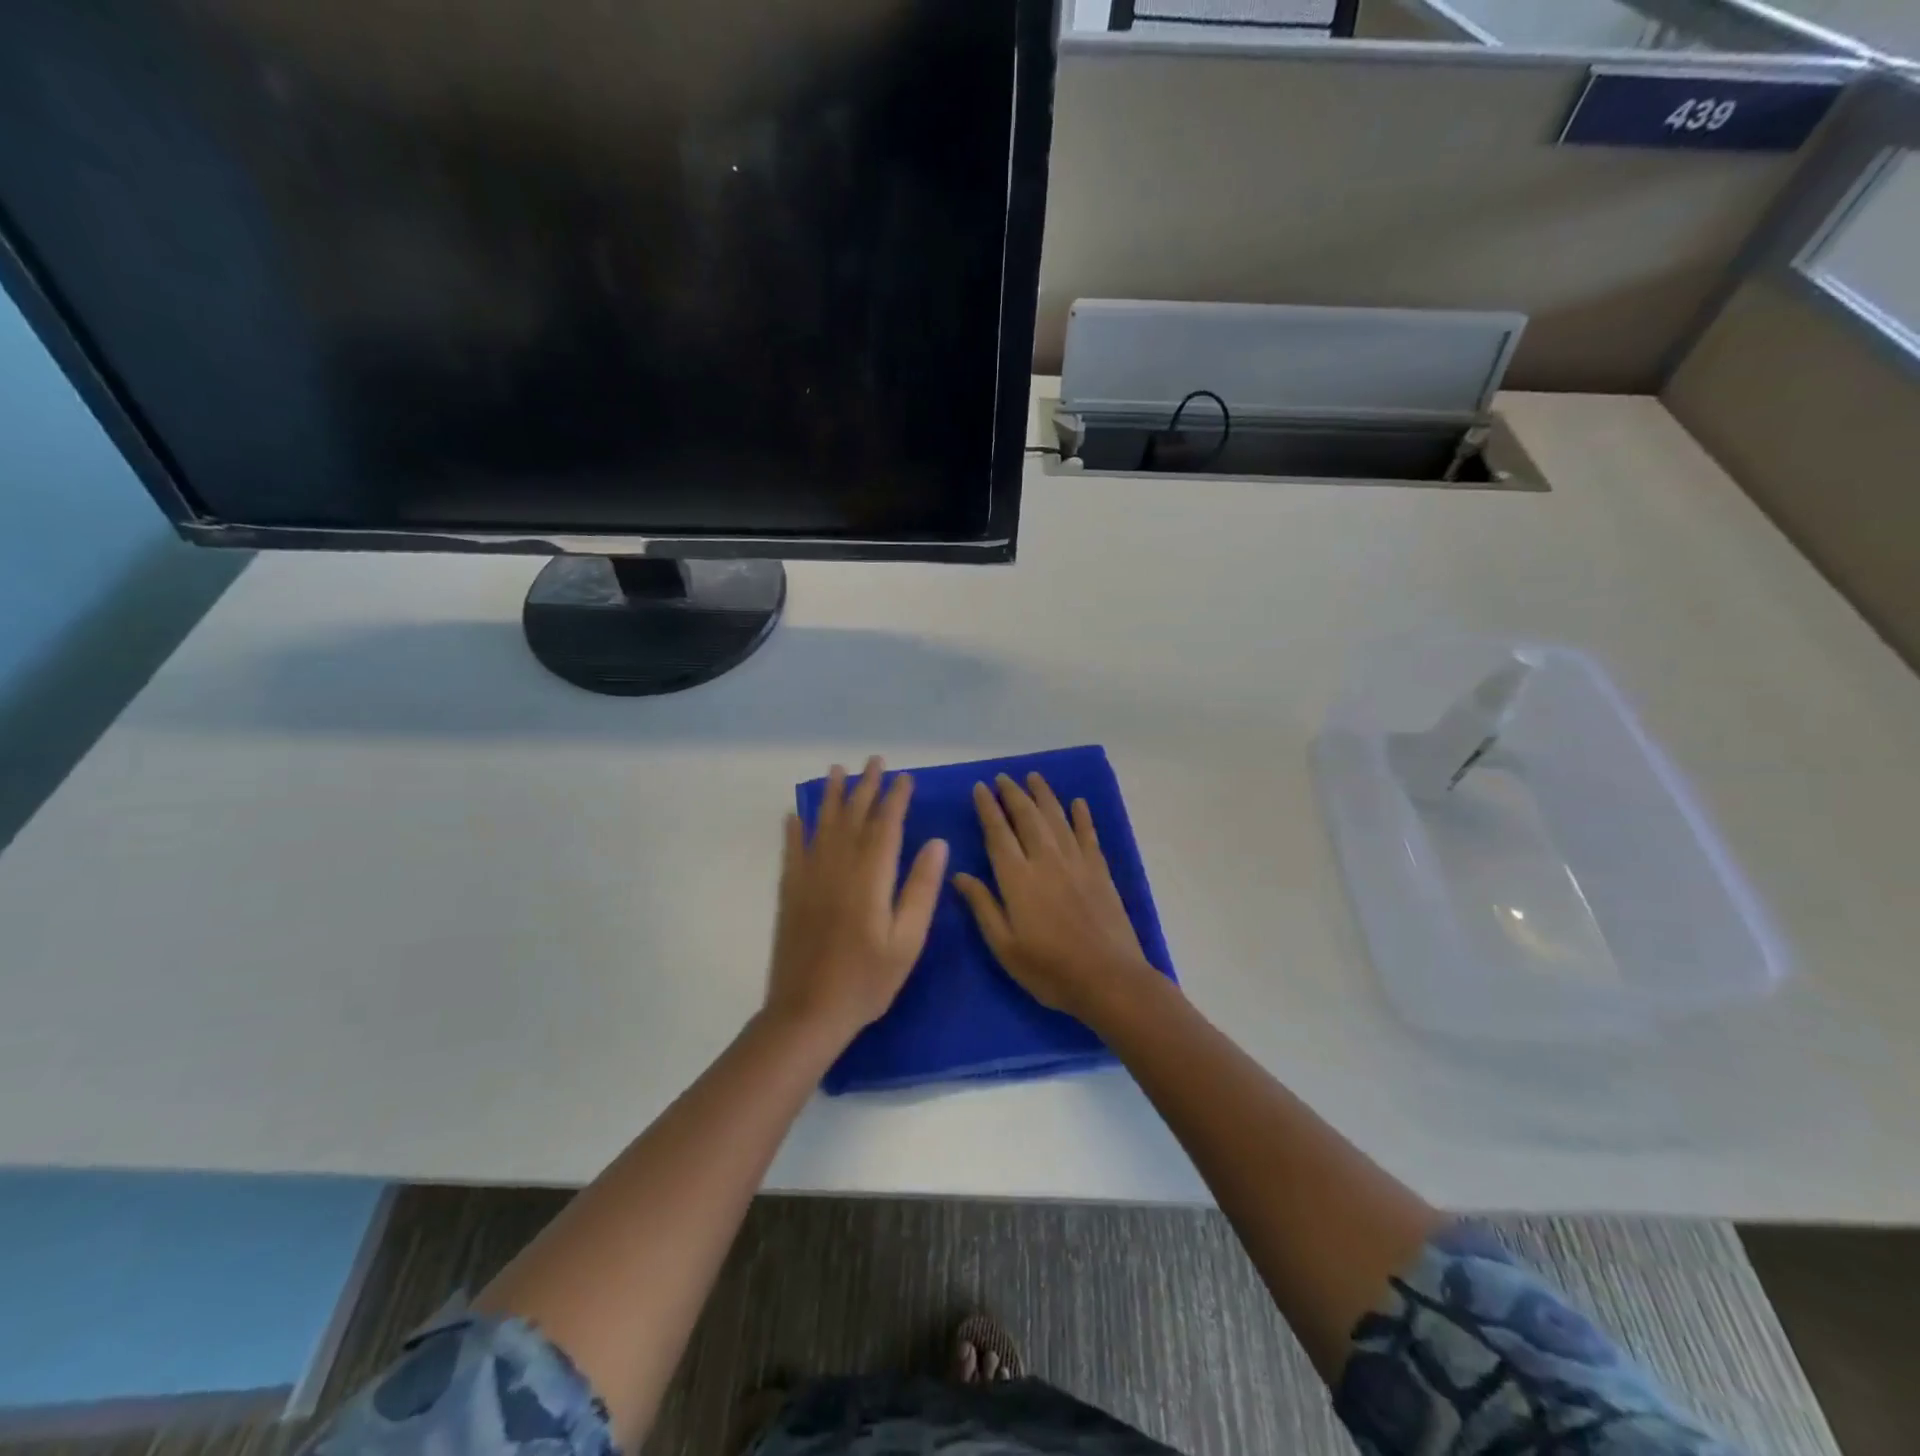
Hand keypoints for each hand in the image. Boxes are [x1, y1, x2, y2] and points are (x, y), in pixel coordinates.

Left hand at [765, 757, 948, 1042]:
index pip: (886, 826)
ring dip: (830, 796)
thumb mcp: (907, 941)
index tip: (904, 778)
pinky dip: (794, 829)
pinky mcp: (790, 892)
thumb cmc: (866, 981)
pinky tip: (795, 814)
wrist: (807, 1012)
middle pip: (853, 817)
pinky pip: (792, 850)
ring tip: (836, 771)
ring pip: (822, 825)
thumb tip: (936, 843)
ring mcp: (809, 877)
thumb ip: (920, 889)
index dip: (895, 799)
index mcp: (870, 878)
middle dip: (865, 787)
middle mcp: (838, 867)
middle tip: (874, 761)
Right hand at [952, 773, 1163, 1024]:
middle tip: (1002, 777)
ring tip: (1033, 777)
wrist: (1108, 979)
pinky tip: (1078, 803)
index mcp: (1017, 878)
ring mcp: (1076, 862)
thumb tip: (958, 875)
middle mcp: (1046, 860)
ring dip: (1044, 795)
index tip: (979, 788)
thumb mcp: (1004, 946)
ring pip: (1057, 818)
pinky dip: (1082, 816)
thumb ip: (983, 906)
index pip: (998, 833)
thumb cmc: (1049, 969)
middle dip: (1013, 794)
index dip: (987, 808)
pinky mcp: (1099, 870)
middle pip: (1027, 817)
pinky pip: (1088, 834)